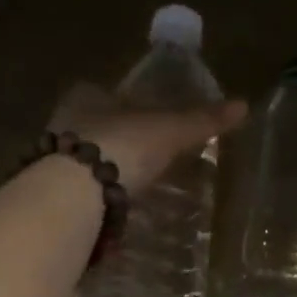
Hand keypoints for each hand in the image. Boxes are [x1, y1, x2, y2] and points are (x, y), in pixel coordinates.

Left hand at [49, 83, 248, 193]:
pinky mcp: (53, 191)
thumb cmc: (123, 144)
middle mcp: (64, 121)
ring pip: (83, 158)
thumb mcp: (170, 130)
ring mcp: (53, 158)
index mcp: (87, 96)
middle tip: (140, 153)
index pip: (103, 91)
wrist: (77, 191)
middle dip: (114, 137)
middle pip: (93, 125)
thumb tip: (243, 105)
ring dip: (102, 168)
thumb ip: (202, 120)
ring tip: (130, 182)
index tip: (142, 116)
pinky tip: (111, 205)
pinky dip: (95, 194)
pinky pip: (78, 188)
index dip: (123, 102)